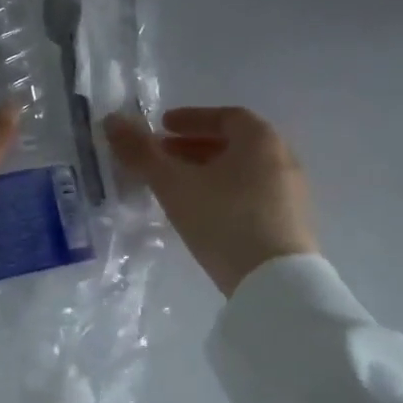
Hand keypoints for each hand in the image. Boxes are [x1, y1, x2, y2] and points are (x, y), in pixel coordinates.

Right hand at [105, 106, 317, 295]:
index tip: (163, 127)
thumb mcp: (174, 185)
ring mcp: (292, 193)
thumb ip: (142, 152)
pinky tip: (202, 212)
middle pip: (234, 143)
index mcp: (261, 139)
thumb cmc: (224, 220)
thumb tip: (111, 120)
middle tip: (162, 155)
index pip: (225, 116)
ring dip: (208, 170)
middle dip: (194, 146)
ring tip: (176, 185)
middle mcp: (283, 158)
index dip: (191, 119)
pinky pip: (253, 194)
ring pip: (242, 171)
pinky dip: (225, 191)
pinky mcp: (291, 224)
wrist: (276, 286)